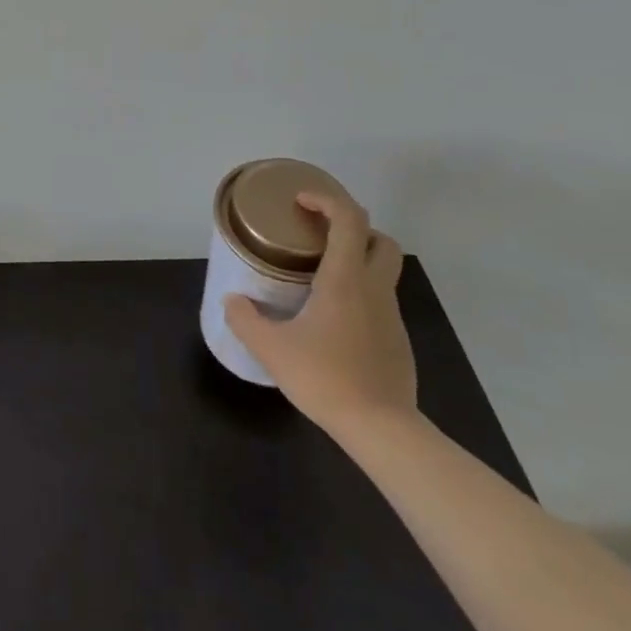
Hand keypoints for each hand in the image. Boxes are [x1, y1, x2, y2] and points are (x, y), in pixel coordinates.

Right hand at [225, 191, 416, 435]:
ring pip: (382, 272)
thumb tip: (232, 301)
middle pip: (380, 240)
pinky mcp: (397, 341)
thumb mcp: (271, 348)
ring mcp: (391, 316)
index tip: (301, 202)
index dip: (326, 200)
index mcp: (345, 279)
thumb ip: (245, 319)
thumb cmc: (325, 377)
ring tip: (318, 280)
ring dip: (356, 262)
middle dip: (353, 229)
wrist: (381, 429)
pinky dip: (359, 296)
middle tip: (319, 237)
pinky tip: (332, 322)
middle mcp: (374, 289)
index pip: (349, 219)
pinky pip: (379, 303)